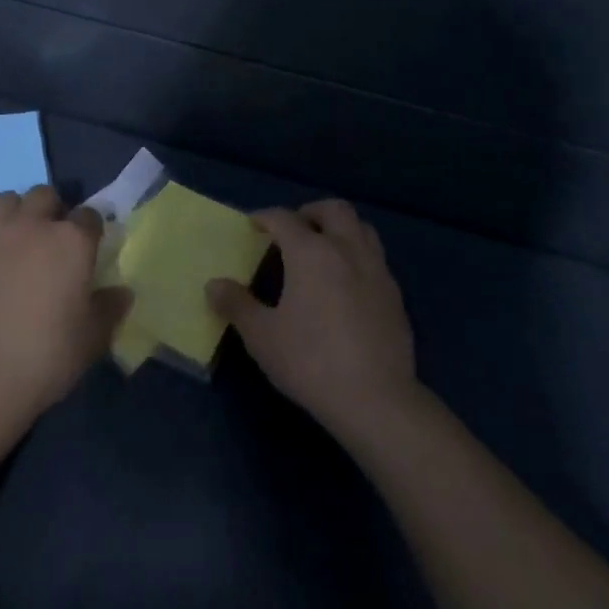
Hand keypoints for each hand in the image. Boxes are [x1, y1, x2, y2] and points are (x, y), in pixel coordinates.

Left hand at [0, 186, 129, 420]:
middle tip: (50, 240)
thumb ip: (109, 308)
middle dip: (50, 210)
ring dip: (14, 215)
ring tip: (15, 243)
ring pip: (5, 201)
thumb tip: (122, 293)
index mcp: (71, 241)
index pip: (89, 215)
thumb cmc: (46, 357)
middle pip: (44, 195)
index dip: (90, 229)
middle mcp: (31, 227)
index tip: (89, 248)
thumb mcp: (92, 338)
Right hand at [207, 200, 418, 440]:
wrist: (376, 399)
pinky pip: (375, 257)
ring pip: (361, 227)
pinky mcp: (395, 293)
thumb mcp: (262, 337)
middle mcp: (346, 248)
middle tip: (293, 230)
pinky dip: (357, 255)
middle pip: (333, 210)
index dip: (265, 217)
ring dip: (340, 228)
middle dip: (310, 212)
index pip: (284, 218)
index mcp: (311, 251)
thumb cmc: (311, 362)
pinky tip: (347, 283)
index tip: (253, 224)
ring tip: (323, 249)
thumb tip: (213, 285)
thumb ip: (237, 305)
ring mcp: (376, 269)